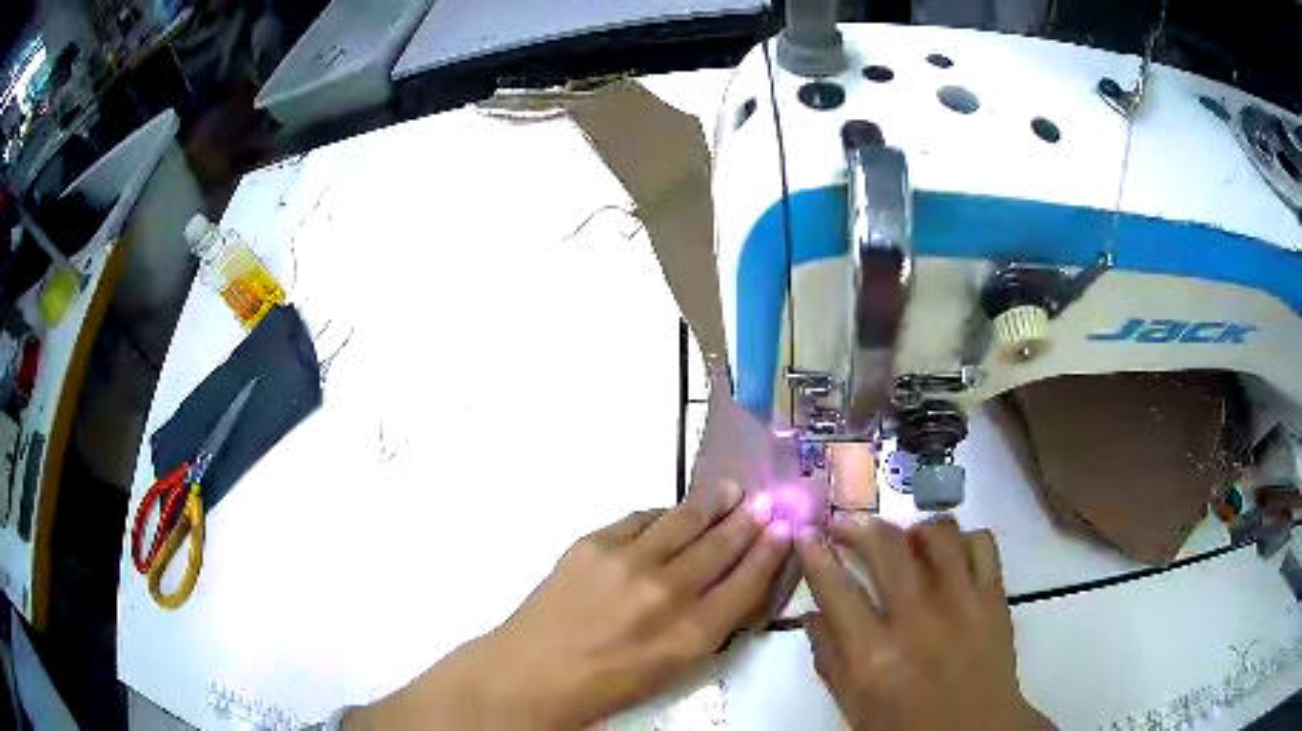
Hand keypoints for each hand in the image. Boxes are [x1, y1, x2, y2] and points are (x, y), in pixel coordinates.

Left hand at [348, 481, 793, 729]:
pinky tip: (672, 512)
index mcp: (692, 634)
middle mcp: (667, 593)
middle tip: (766, 500)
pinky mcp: (594, 544)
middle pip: (721, 546)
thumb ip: (707, 625)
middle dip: (749, 520)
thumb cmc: (607, 683)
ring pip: (684, 520)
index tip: (784, 529)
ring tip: (730, 489)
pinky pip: (641, 519)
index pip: (746, 583)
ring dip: (712, 503)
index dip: (769, 553)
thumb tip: (731, 582)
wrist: (533, 671)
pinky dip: (663, 514)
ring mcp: (628, 562)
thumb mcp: (673, 668)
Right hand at [796, 517, 1050, 729]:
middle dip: (858, 525)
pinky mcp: (994, 597)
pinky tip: (950, 554)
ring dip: (912, 530)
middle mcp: (917, 618)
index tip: (805, 534)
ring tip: (903, 540)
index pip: (835, 588)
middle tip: (845, 524)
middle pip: (885, 546)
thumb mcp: (854, 707)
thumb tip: (812, 614)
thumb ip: (829, 660)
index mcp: (873, 654)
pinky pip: (981, 544)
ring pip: (937, 534)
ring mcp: (962, 602)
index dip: (814, 554)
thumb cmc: (907, 727)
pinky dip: (962, 539)